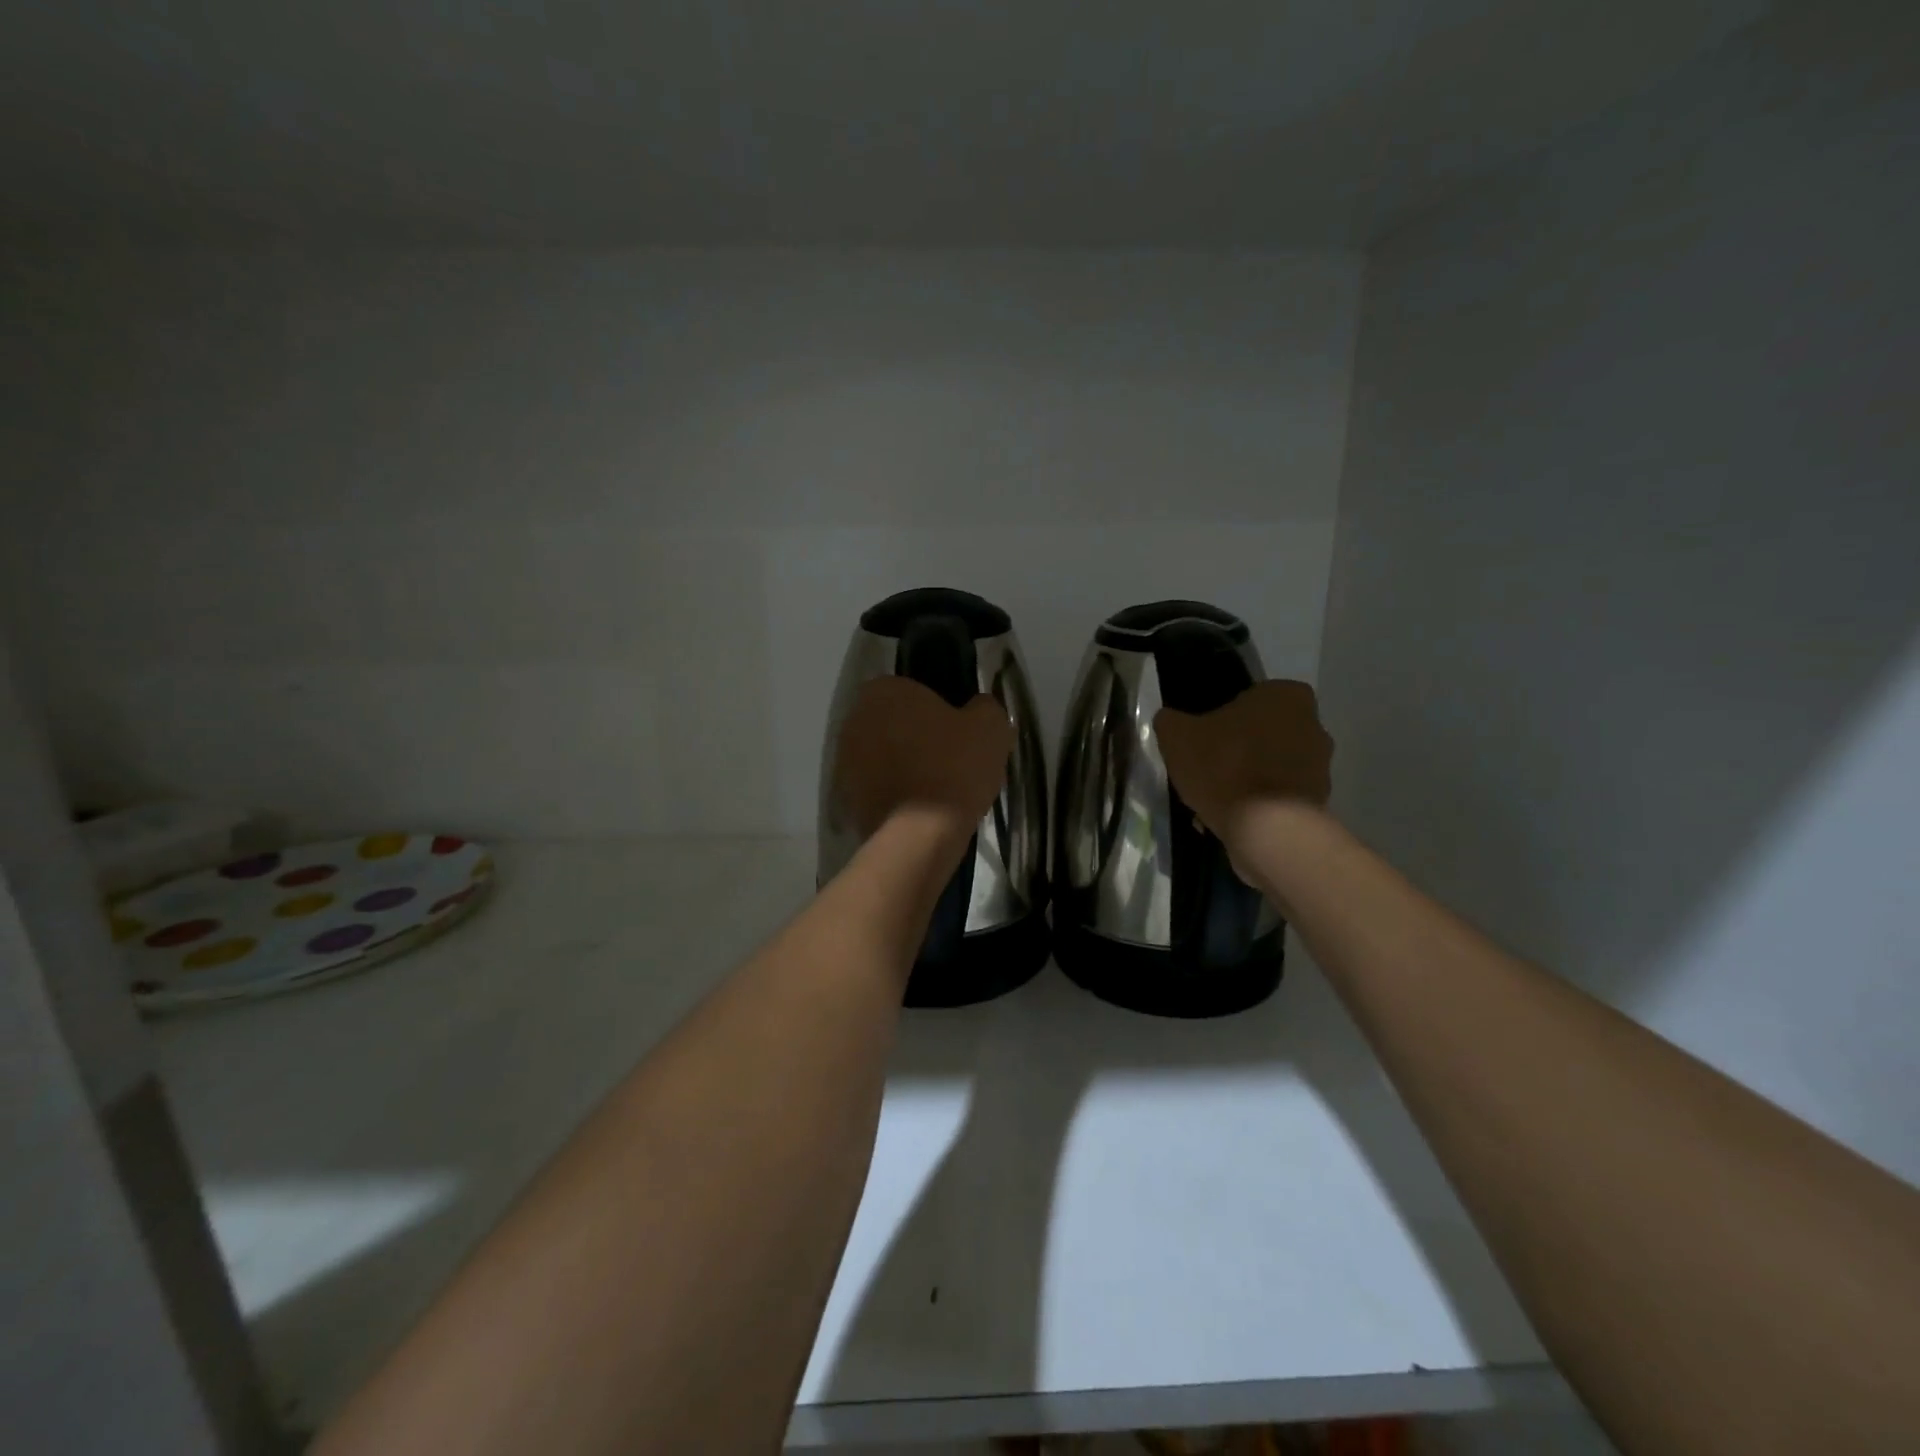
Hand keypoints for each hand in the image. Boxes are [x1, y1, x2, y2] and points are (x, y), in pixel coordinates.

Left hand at [832, 677, 1012, 839]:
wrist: (920, 836)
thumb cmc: (954, 768)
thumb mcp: (991, 728)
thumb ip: (985, 707)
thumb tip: (979, 708)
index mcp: (884, 691)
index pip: (914, 690)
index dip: (940, 710)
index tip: (960, 733)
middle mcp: (854, 719)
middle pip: (895, 723)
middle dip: (918, 738)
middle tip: (952, 761)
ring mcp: (844, 760)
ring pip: (884, 756)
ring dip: (905, 766)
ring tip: (939, 791)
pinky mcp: (844, 798)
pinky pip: (877, 787)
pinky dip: (895, 794)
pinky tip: (921, 811)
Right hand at [1155, 679, 1333, 848]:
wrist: (1268, 829)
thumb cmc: (1225, 767)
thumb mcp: (1177, 736)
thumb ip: (1171, 721)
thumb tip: (1171, 720)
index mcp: (1286, 696)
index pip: (1250, 698)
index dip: (1223, 718)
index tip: (1204, 738)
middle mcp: (1314, 726)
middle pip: (1263, 734)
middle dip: (1238, 751)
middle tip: (1207, 770)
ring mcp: (1320, 767)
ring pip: (1271, 768)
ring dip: (1248, 781)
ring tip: (1214, 803)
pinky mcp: (1318, 802)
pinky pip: (1279, 799)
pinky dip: (1259, 807)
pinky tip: (1232, 821)